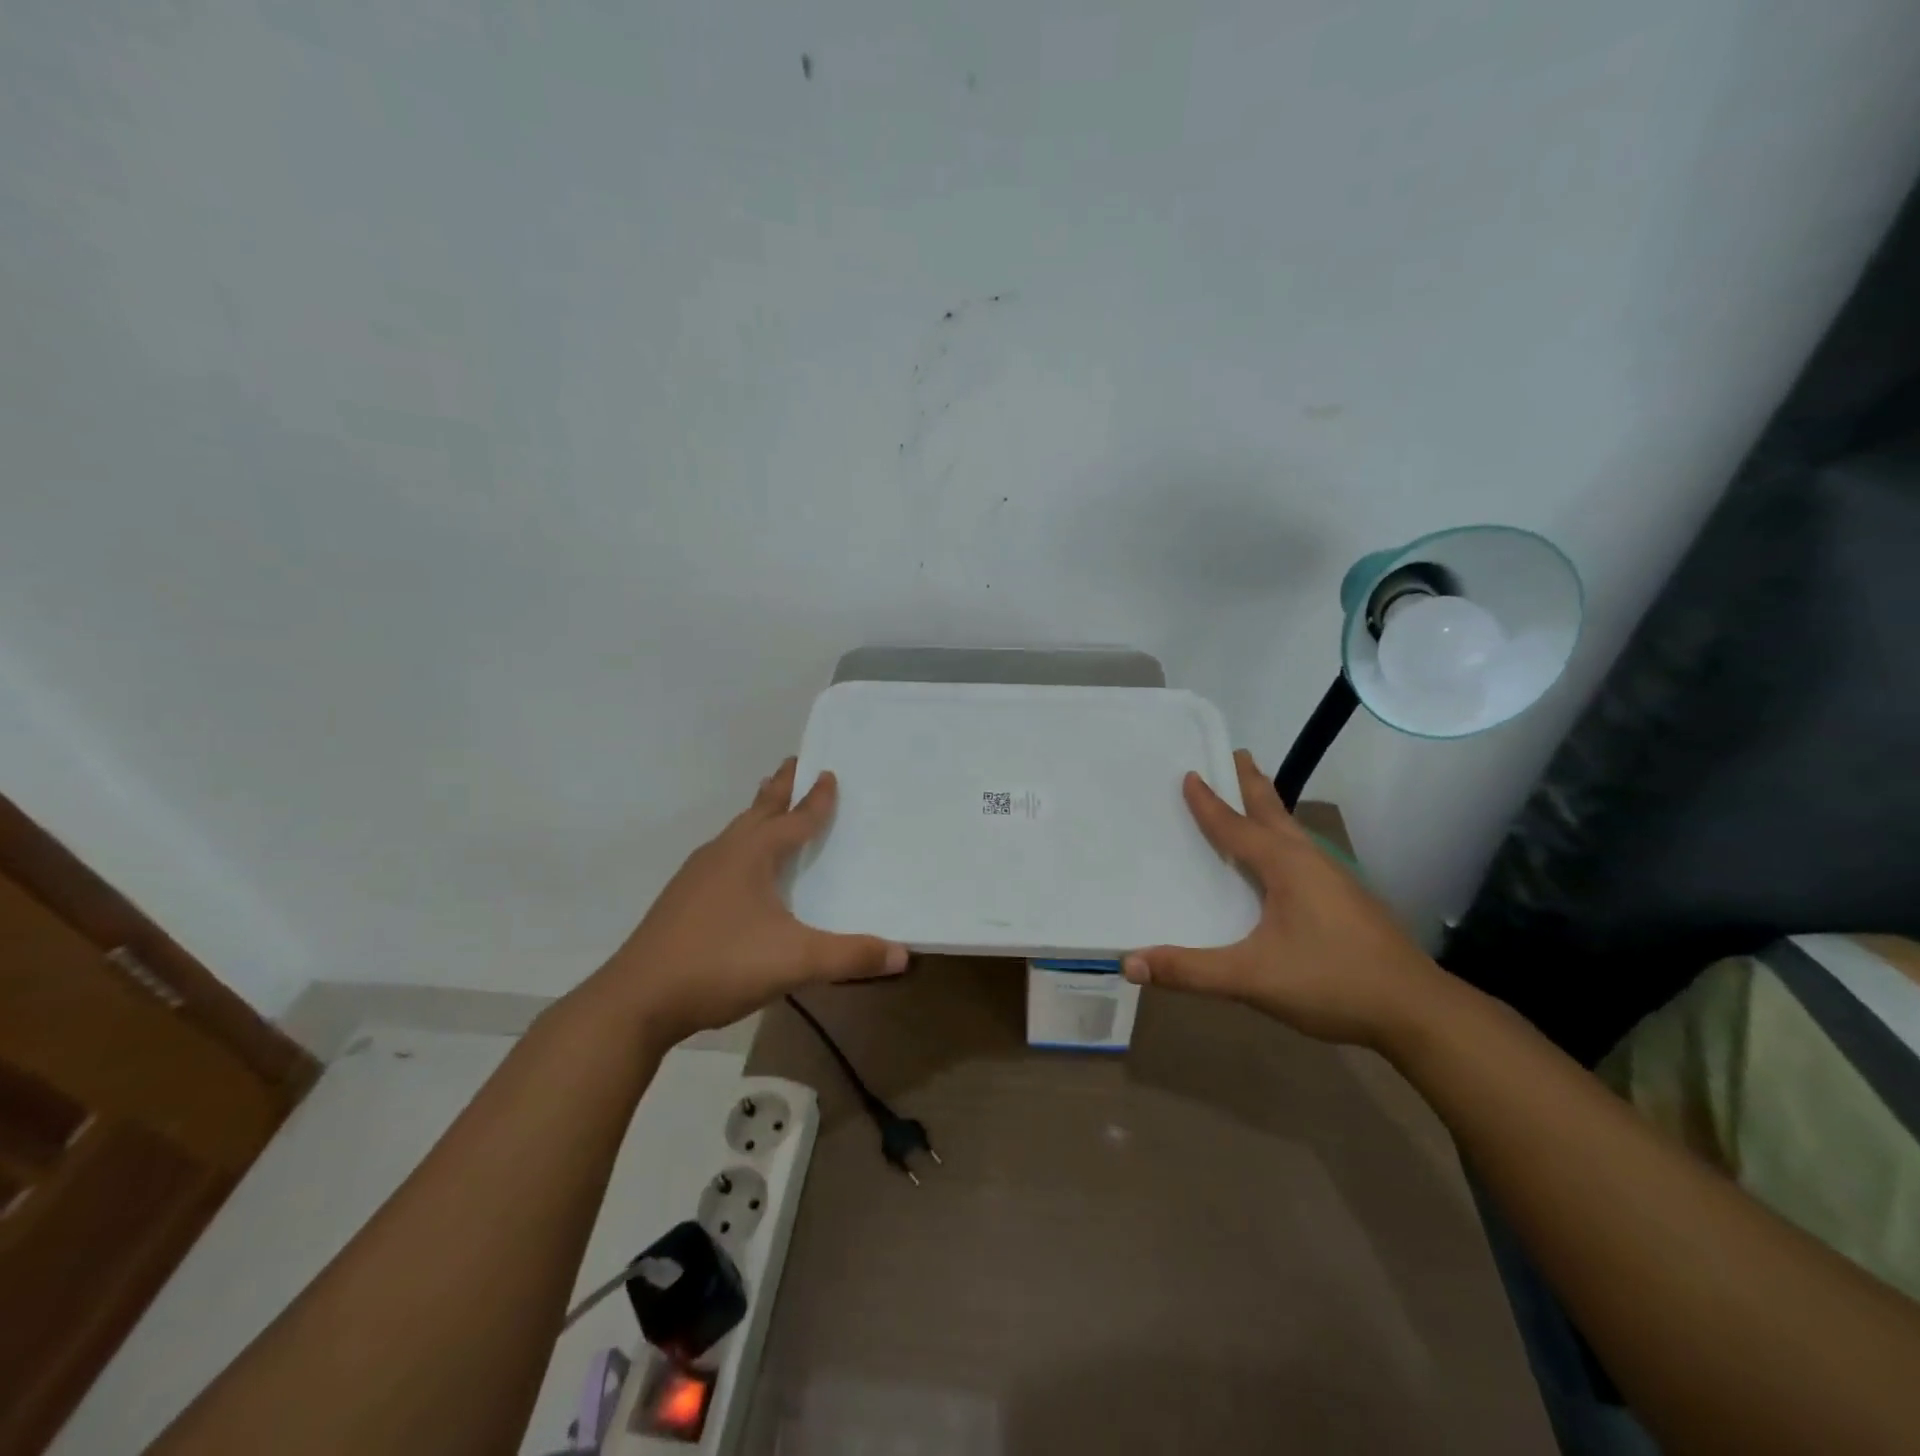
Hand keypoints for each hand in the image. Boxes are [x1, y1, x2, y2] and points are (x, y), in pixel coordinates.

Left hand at [590, 759, 906, 1044]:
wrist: (636, 1000)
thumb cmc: (721, 965)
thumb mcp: (796, 961)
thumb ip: (850, 956)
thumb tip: (904, 954)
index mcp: (752, 855)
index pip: (794, 819)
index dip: (815, 800)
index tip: (828, 773)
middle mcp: (723, 854)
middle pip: (758, 811)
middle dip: (779, 788)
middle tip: (793, 764)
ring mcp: (696, 876)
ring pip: (735, 833)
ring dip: (757, 815)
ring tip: (769, 809)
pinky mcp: (681, 900)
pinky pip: (720, 857)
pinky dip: (739, 846)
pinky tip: (738, 870)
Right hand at [1124, 749, 1445, 1047]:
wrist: (1417, 1012)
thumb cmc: (1332, 982)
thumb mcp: (1252, 978)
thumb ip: (1190, 971)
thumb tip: (1129, 962)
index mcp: (1285, 865)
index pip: (1236, 826)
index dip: (1209, 803)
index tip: (1189, 773)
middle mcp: (1310, 861)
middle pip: (1273, 811)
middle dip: (1252, 782)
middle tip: (1236, 754)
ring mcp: (1335, 879)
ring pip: (1293, 832)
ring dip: (1269, 809)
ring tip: (1253, 797)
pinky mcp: (1348, 900)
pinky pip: (1303, 854)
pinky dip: (1282, 839)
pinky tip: (1281, 863)